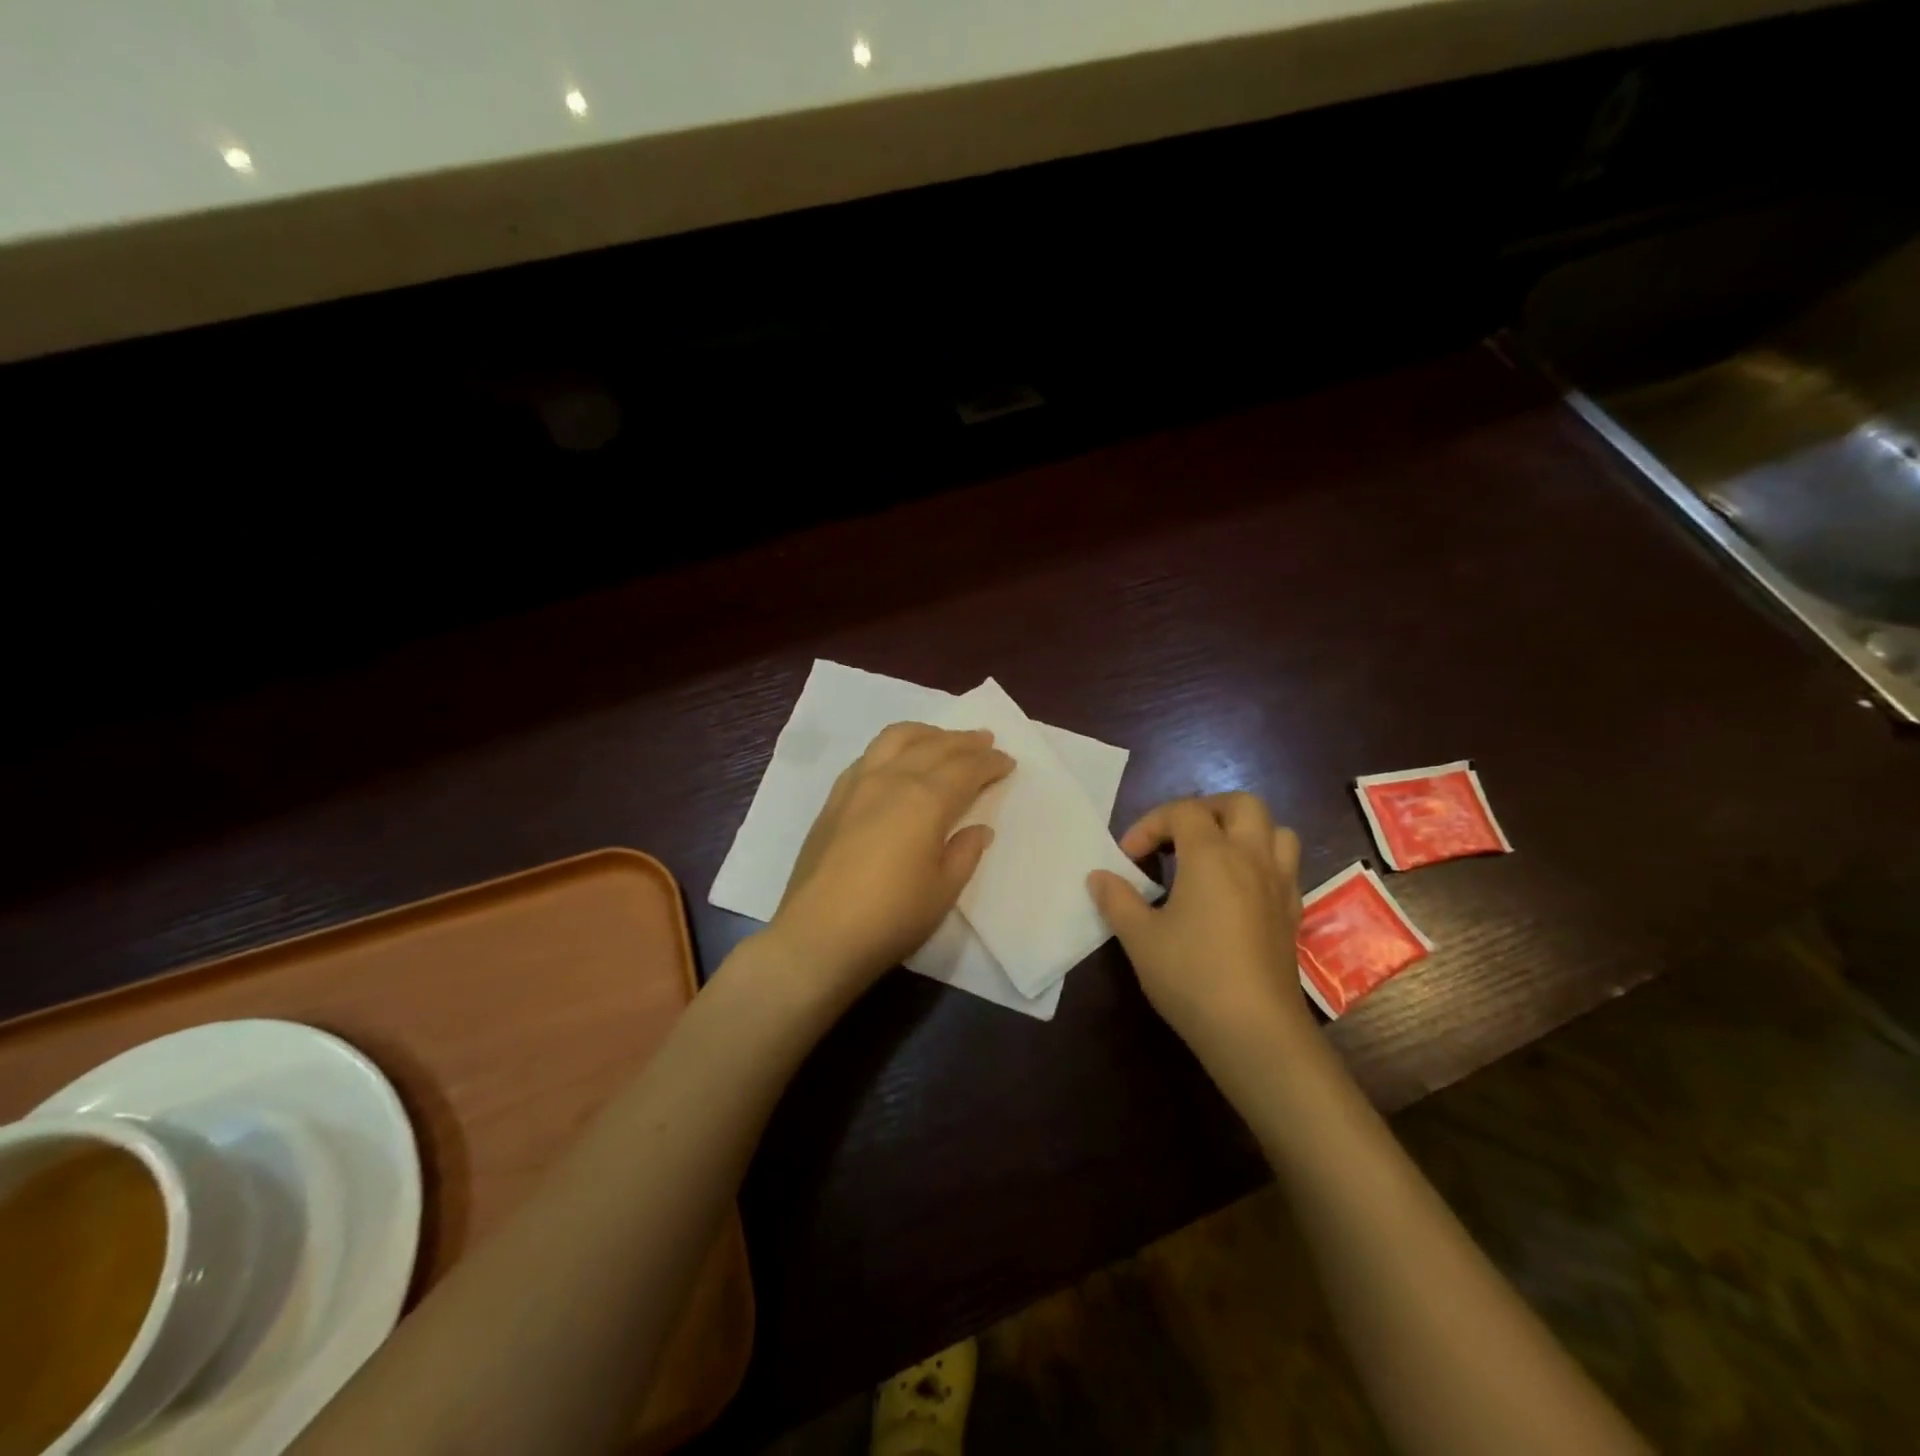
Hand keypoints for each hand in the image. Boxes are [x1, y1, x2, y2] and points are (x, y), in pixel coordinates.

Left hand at [770, 723, 1013, 998]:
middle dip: (964, 741)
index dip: (990, 763)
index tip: (1007, 761)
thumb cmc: (891, 917)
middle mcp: (892, 779)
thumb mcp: (943, 890)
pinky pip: (869, 755)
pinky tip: (898, 760)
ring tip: (943, 739)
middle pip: (934, 746)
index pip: (966, 768)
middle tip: (985, 740)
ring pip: (896, 739)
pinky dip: (894, 747)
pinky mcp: (834, 799)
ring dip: (927, 734)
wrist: (818, 935)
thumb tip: (979, 829)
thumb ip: (965, 853)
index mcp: (925, 799)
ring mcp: (857, 784)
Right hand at [1088, 793, 1309, 1056]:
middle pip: (1241, 805)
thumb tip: (1099, 877)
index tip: (1128, 858)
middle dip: (1205, 810)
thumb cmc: (1191, 975)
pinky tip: (1237, 892)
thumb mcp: (1139, 937)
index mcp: (1212, 855)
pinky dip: (1260, 863)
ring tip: (1213, 856)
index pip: (1183, 812)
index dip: (1150, 825)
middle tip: (1177, 837)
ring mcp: (1279, 886)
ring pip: (1275, 831)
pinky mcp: (1292, 914)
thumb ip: (1116, 900)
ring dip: (1243, 832)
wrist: (1255, 1031)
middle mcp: (1252, 858)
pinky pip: (1284, 867)